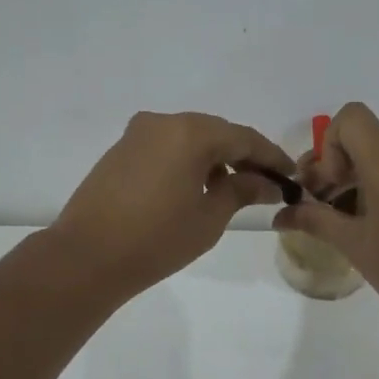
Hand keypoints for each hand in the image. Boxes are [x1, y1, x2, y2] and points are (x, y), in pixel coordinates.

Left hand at [51, 111, 294, 297]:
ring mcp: (137, 134)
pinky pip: (166, 147)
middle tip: (266, 183)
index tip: (291, 176)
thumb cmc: (157, 239)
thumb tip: (267, 182)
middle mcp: (163, 122)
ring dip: (215, 158)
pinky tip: (197, 187)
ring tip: (233, 189)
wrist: (86, 257)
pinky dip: (188, 161)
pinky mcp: (120, 150)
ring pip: (189, 139)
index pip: (244, 138)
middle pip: (216, 133)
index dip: (272, 157)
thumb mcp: (209, 218)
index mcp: (191, 132)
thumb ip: (241, 190)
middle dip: (243, 156)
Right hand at [274, 103, 378, 324]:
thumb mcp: (354, 245)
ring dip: (356, 182)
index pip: (352, 118)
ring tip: (342, 221)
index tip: (331, 184)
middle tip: (316, 205)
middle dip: (335, 168)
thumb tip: (279, 216)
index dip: (330, 144)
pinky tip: (371, 225)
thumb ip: (315, 220)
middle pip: (364, 143)